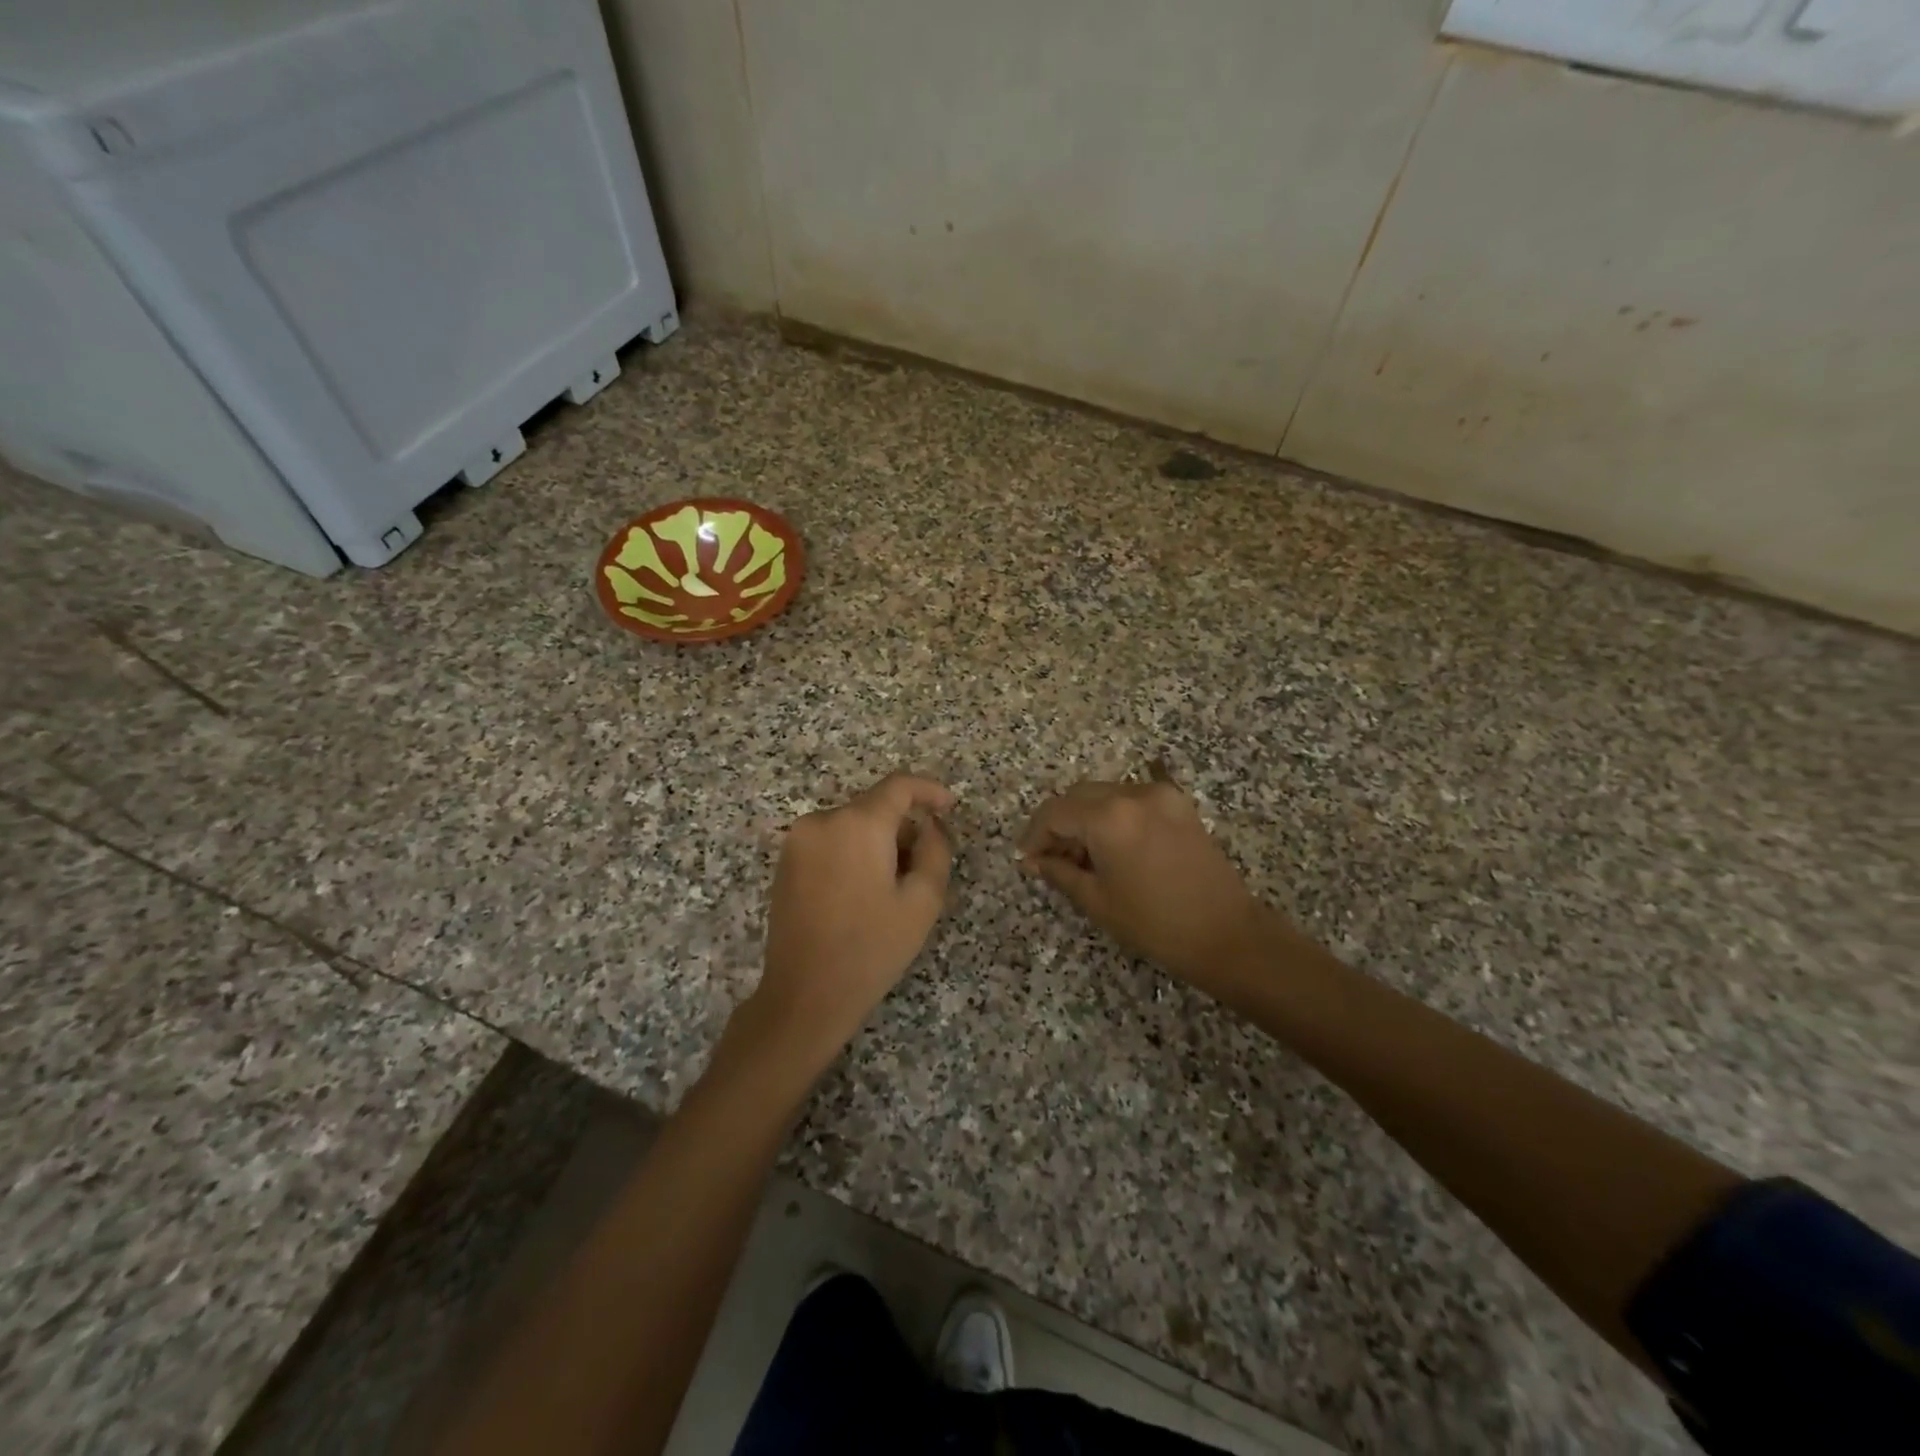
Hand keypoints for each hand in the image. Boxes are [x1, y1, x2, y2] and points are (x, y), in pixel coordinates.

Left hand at [753, 774, 955, 1062]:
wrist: (805, 994)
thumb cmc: (871, 948)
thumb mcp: (922, 902)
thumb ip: (935, 851)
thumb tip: (930, 827)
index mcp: (858, 824)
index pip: (899, 786)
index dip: (929, 790)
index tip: (950, 806)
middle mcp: (823, 820)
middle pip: (874, 807)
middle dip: (903, 827)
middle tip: (923, 866)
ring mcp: (798, 840)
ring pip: (852, 824)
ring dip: (878, 842)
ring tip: (892, 887)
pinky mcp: (785, 861)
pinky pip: (830, 840)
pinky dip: (852, 851)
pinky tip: (862, 892)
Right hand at [1020, 779, 1272, 995]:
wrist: (1227, 934)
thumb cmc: (1155, 924)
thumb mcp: (1097, 900)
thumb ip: (1059, 871)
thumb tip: (1034, 860)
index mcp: (1109, 816)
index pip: (1055, 812)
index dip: (1035, 835)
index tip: (1027, 859)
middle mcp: (1132, 793)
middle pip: (1078, 796)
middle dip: (1058, 824)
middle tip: (1050, 859)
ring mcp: (1159, 794)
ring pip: (1104, 794)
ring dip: (1085, 818)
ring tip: (1082, 858)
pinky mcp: (1178, 803)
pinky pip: (1131, 799)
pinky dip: (1113, 815)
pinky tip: (1111, 846)